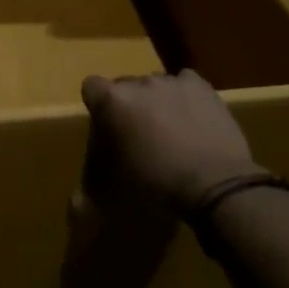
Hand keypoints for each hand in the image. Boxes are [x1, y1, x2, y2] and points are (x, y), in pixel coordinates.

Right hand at [80, 70, 261, 213]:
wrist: (214, 182)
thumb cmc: (157, 183)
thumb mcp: (115, 188)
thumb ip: (91, 188)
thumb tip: (74, 206)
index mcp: (112, 100)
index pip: (91, 87)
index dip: (97, 105)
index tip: (106, 128)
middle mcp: (139, 82)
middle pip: (125, 86)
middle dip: (129, 106)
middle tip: (139, 136)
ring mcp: (172, 81)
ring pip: (156, 85)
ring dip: (156, 102)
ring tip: (170, 131)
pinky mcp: (201, 86)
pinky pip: (185, 83)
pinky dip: (184, 96)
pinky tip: (191, 117)